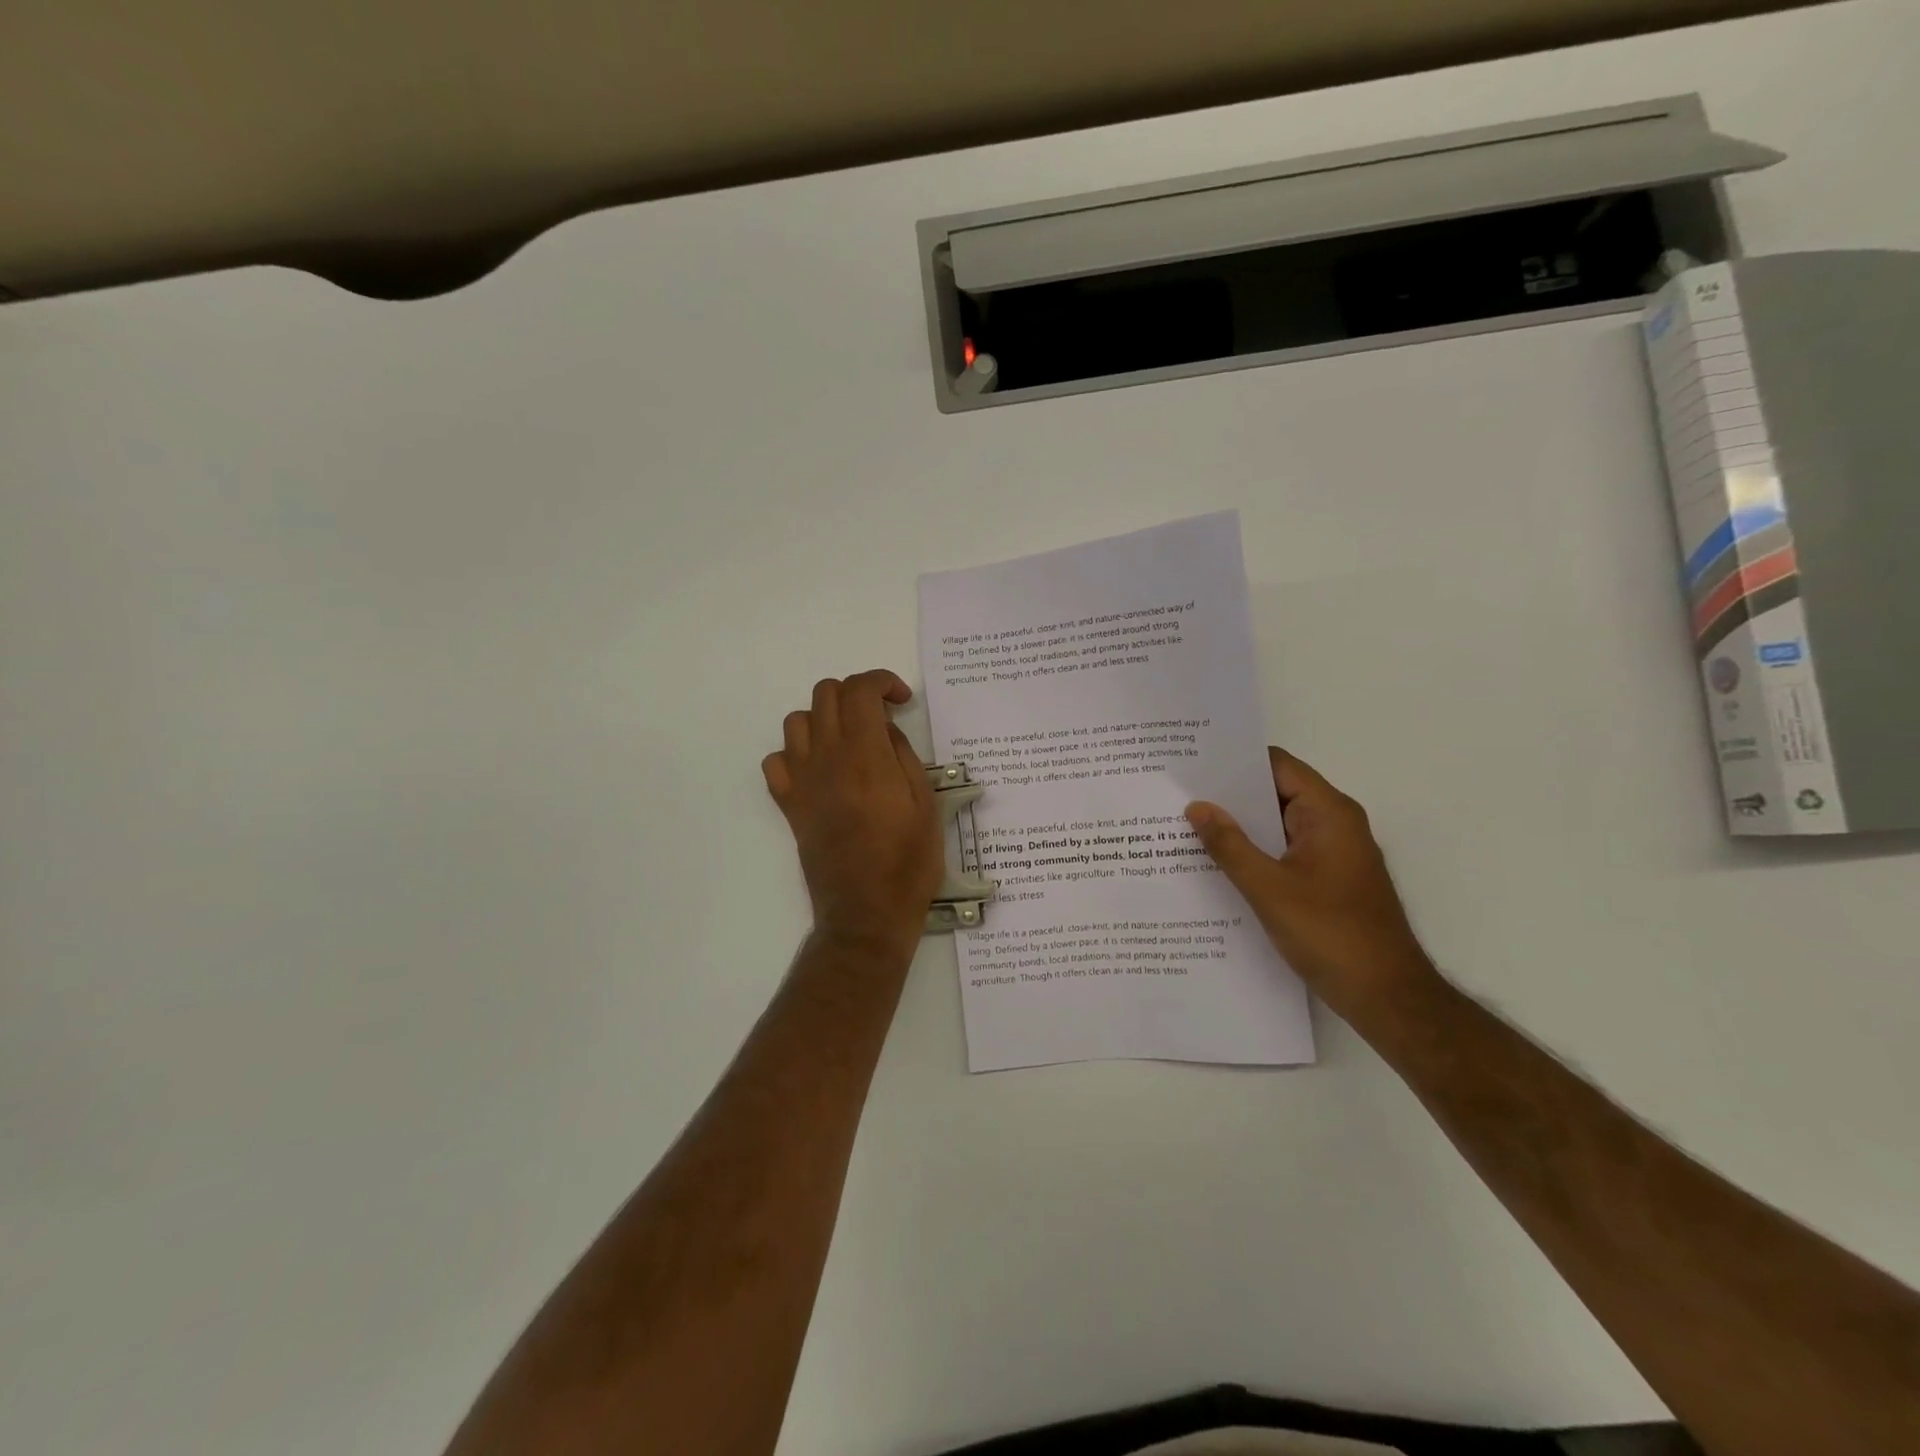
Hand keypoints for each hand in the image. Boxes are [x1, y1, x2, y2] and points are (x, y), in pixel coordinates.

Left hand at [762, 670, 943, 951]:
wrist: (866, 914)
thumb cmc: (908, 862)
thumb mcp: (926, 804)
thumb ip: (903, 756)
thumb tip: (884, 729)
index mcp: (865, 756)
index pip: (859, 690)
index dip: (882, 681)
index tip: (901, 700)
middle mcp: (827, 759)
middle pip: (825, 694)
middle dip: (855, 694)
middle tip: (880, 719)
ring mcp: (802, 782)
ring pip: (797, 721)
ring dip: (825, 719)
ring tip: (849, 741)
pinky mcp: (789, 806)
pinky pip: (776, 761)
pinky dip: (795, 754)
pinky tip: (819, 771)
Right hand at [1186, 749, 1439, 1025]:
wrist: (1387, 997)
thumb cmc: (1331, 935)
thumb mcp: (1269, 889)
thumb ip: (1230, 845)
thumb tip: (1197, 806)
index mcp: (1328, 813)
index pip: (1277, 765)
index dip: (1235, 761)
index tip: (1191, 765)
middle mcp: (1334, 824)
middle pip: (1275, 792)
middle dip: (1229, 795)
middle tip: (1178, 795)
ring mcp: (1332, 853)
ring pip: (1276, 825)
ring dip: (1239, 827)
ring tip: (1185, 826)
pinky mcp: (1327, 879)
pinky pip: (1283, 851)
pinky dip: (1253, 852)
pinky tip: (1215, 864)